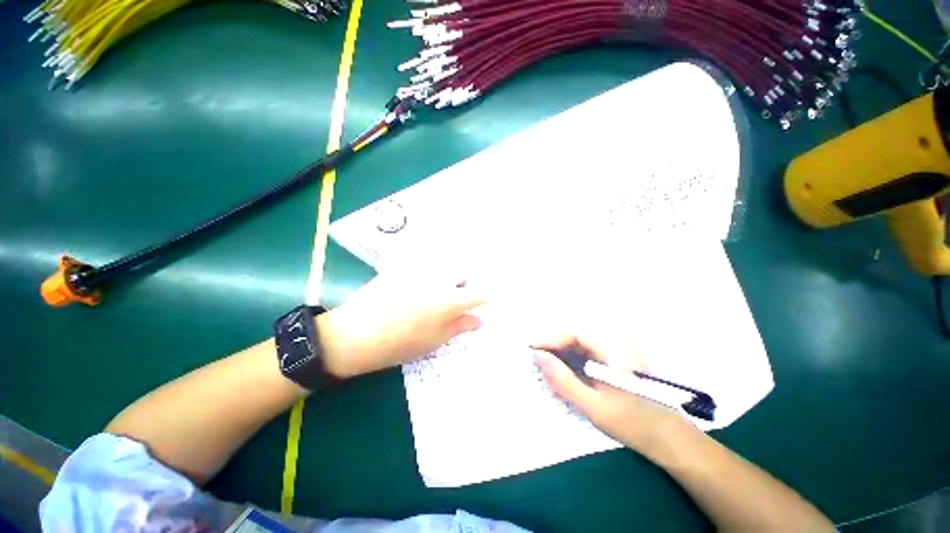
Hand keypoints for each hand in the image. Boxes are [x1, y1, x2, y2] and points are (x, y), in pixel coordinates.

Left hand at [317, 272, 485, 377]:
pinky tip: (418, 286)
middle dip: (466, 282)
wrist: (354, 334)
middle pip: (462, 272)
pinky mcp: (402, 268)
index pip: (479, 294)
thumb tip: (479, 320)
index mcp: (449, 300)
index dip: (490, 296)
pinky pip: (423, 263)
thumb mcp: (434, 340)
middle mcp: (438, 279)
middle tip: (459, 298)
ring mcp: (419, 271)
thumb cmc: (399, 343)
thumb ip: (460, 326)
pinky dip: (429, 271)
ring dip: (448, 275)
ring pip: (444, 264)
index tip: (494, 298)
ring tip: (437, 293)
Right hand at [533, 331, 693, 455]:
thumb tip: (537, 356)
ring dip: (562, 351)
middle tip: (535, 357)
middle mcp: (616, 343)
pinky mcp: (616, 360)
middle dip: (554, 344)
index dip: (551, 338)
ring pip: (582, 343)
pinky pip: (588, 352)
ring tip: (545, 363)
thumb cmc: (632, 424)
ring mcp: (618, 350)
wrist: (669, 439)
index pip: (575, 333)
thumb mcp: (593, 406)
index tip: (532, 349)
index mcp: (614, 350)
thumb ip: (563, 380)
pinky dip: (572, 358)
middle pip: (577, 335)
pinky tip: (564, 370)